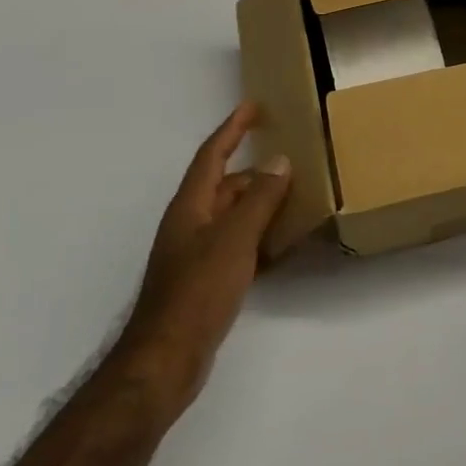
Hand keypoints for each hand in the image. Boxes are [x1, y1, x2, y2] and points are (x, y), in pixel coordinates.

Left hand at [118, 102, 290, 396]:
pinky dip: (261, 237)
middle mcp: (191, 223)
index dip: (232, 128)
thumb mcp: (234, 238)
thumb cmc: (198, 290)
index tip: (252, 106)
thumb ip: (260, 199)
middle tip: (294, 161)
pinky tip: (284, 245)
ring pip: (235, 216)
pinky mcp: (207, 280)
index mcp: (191, 205)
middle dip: (257, 171)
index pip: (212, 154)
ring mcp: (197, 253)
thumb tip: (279, 161)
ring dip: (262, 204)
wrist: (167, 358)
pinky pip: (239, 245)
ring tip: (298, 197)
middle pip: (226, 185)